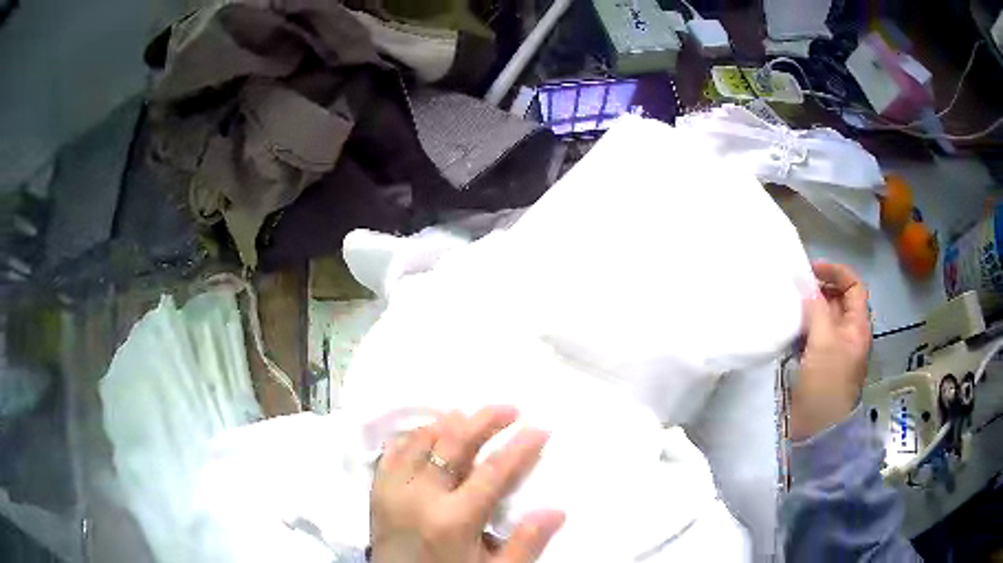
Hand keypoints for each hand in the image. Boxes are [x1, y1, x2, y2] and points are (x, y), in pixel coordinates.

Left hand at [370, 406, 564, 562]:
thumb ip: (525, 544)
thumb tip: (557, 511)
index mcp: (453, 519)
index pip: (493, 472)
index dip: (520, 447)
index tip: (540, 429)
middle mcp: (418, 496)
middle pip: (453, 443)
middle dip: (484, 420)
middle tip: (509, 409)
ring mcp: (392, 490)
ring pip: (419, 440)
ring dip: (447, 423)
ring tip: (470, 415)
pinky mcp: (376, 492)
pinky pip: (392, 452)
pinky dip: (412, 436)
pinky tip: (428, 433)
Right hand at [791, 262, 871, 440]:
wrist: (817, 429)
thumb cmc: (827, 383)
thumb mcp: (824, 342)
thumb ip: (816, 308)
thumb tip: (804, 280)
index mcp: (857, 326)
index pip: (853, 286)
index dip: (836, 272)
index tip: (811, 270)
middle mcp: (847, 333)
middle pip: (837, 299)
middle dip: (818, 288)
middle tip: (794, 286)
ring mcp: (832, 348)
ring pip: (822, 316)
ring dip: (807, 307)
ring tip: (787, 303)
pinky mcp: (817, 361)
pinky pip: (810, 334)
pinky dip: (800, 326)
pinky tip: (786, 326)